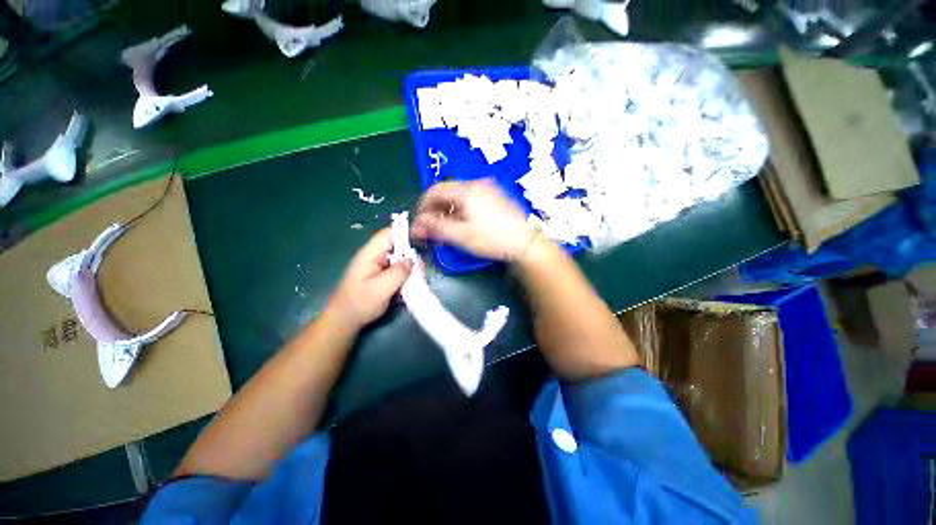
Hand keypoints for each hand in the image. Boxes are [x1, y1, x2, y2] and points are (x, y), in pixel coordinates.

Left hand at [327, 228, 412, 328]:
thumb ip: (397, 273)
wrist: (344, 321)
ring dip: (410, 266)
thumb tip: (412, 260)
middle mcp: (374, 256)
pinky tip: (411, 283)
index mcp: (370, 255)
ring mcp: (377, 265)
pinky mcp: (381, 274)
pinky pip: (397, 268)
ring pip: (399, 257)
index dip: (405, 234)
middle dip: (411, 255)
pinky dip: (406, 273)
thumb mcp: (380, 290)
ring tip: (418, 278)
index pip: (388, 234)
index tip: (421, 244)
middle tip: (421, 270)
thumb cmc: (359, 305)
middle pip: (397, 245)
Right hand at [411, 179, 534, 260]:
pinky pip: (470, 199)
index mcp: (466, 190)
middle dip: (435, 209)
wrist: (525, 242)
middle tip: (431, 227)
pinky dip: (460, 209)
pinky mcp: (496, 197)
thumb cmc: (492, 239)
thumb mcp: (461, 235)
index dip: (423, 206)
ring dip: (447, 210)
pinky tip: (463, 223)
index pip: (435, 190)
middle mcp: (477, 185)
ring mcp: (488, 189)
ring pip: (459, 196)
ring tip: (446, 227)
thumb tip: (417, 225)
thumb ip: (436, 228)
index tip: (420, 221)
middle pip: (447, 192)